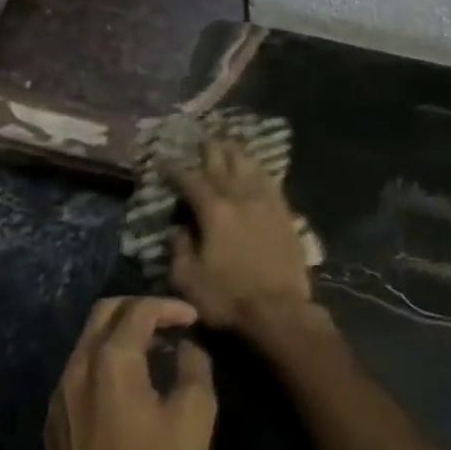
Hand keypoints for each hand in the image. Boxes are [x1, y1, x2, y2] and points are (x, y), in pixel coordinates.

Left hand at [45, 297, 215, 449]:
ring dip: (121, 335)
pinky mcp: (54, 422)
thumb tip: (186, 348)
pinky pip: (80, 371)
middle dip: (139, 309)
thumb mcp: (195, 417)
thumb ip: (194, 368)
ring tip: (155, 353)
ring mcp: (59, 396)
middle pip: (104, 313)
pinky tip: (130, 388)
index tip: (193, 318)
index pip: (138, 310)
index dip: (169, 306)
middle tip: (170, 323)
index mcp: (110, 360)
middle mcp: (77, 368)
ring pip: (88, 341)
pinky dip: (106, 361)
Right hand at [168, 138, 313, 328]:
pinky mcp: (286, 215)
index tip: (164, 160)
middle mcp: (241, 198)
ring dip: (237, 154)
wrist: (280, 311)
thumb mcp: (188, 279)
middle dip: (210, 150)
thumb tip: (178, 229)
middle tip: (202, 139)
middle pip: (224, 164)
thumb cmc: (228, 298)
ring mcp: (267, 204)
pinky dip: (261, 172)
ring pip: (251, 168)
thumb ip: (179, 249)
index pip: (191, 180)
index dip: (175, 169)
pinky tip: (258, 169)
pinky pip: (272, 184)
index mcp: (214, 211)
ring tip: (229, 144)